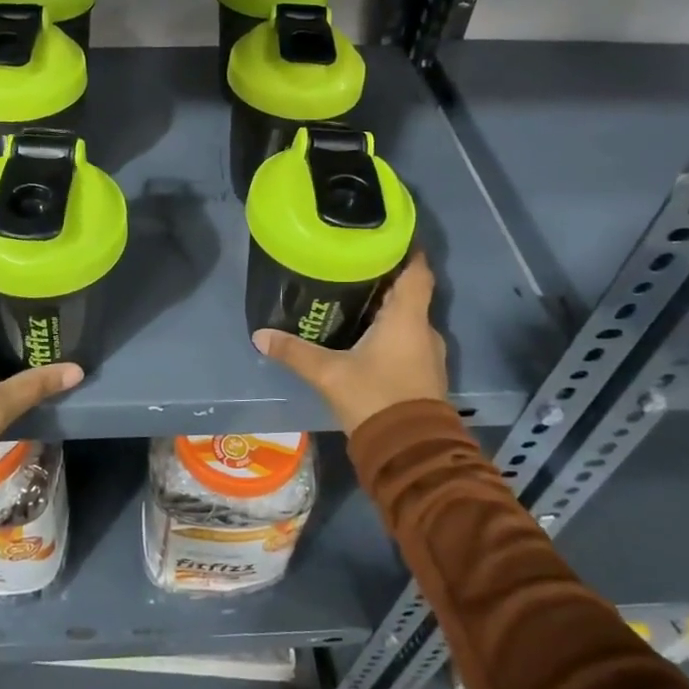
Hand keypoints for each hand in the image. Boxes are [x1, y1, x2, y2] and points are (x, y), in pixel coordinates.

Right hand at [252, 251, 447, 436]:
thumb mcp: (329, 373)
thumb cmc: (375, 398)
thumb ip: (295, 352)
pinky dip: (391, 333)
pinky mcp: (425, 376)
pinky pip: (409, 341)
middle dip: (385, 280)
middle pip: (410, 293)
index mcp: (407, 317)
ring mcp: (428, 355)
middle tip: (353, 267)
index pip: (417, 271)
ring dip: (387, 309)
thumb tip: (260, 335)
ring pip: (408, 319)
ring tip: (354, 300)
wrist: (410, 451)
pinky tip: (365, 338)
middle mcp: (424, 329)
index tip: (387, 237)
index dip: (406, 251)